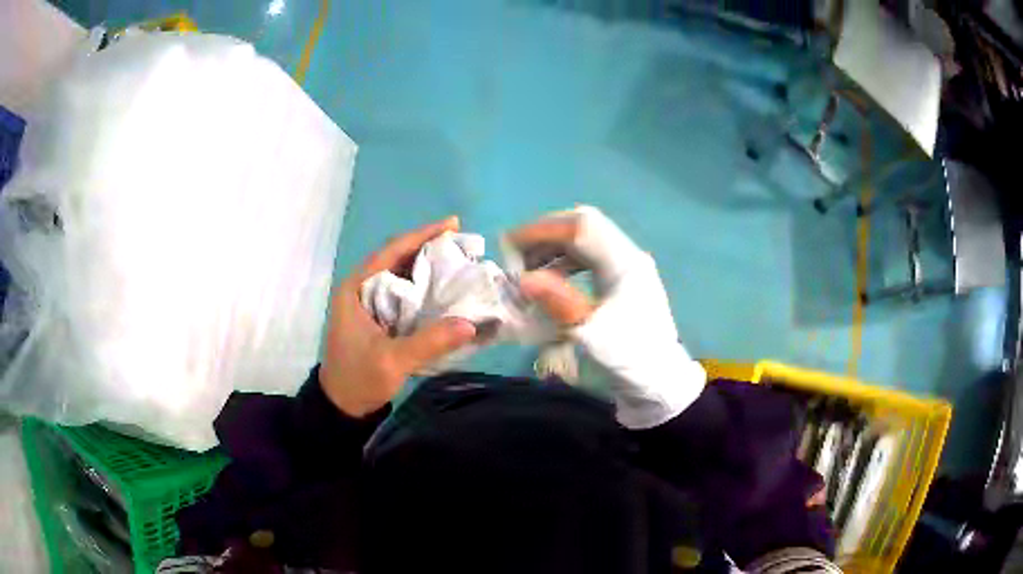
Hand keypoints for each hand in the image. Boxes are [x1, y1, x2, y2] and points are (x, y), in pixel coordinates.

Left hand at [320, 217, 476, 416]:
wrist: (342, 405)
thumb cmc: (358, 378)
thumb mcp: (392, 361)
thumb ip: (429, 343)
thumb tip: (470, 324)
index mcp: (356, 288)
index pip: (391, 251)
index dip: (421, 235)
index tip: (452, 224)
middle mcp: (361, 288)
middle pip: (397, 258)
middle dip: (429, 248)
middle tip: (463, 243)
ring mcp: (369, 303)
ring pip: (401, 275)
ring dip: (428, 267)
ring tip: (460, 262)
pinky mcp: (378, 317)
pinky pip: (403, 293)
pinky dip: (424, 288)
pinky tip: (445, 290)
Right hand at [507, 206, 705, 428]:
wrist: (660, 383)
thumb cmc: (630, 358)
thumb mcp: (592, 334)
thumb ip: (559, 302)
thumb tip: (523, 279)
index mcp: (625, 263)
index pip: (581, 227)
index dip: (543, 230)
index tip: (510, 243)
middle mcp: (628, 257)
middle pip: (583, 228)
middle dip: (546, 235)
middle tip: (515, 254)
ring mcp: (627, 268)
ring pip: (585, 242)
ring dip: (554, 248)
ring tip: (526, 268)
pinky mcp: (622, 282)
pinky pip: (589, 259)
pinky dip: (564, 262)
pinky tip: (549, 281)